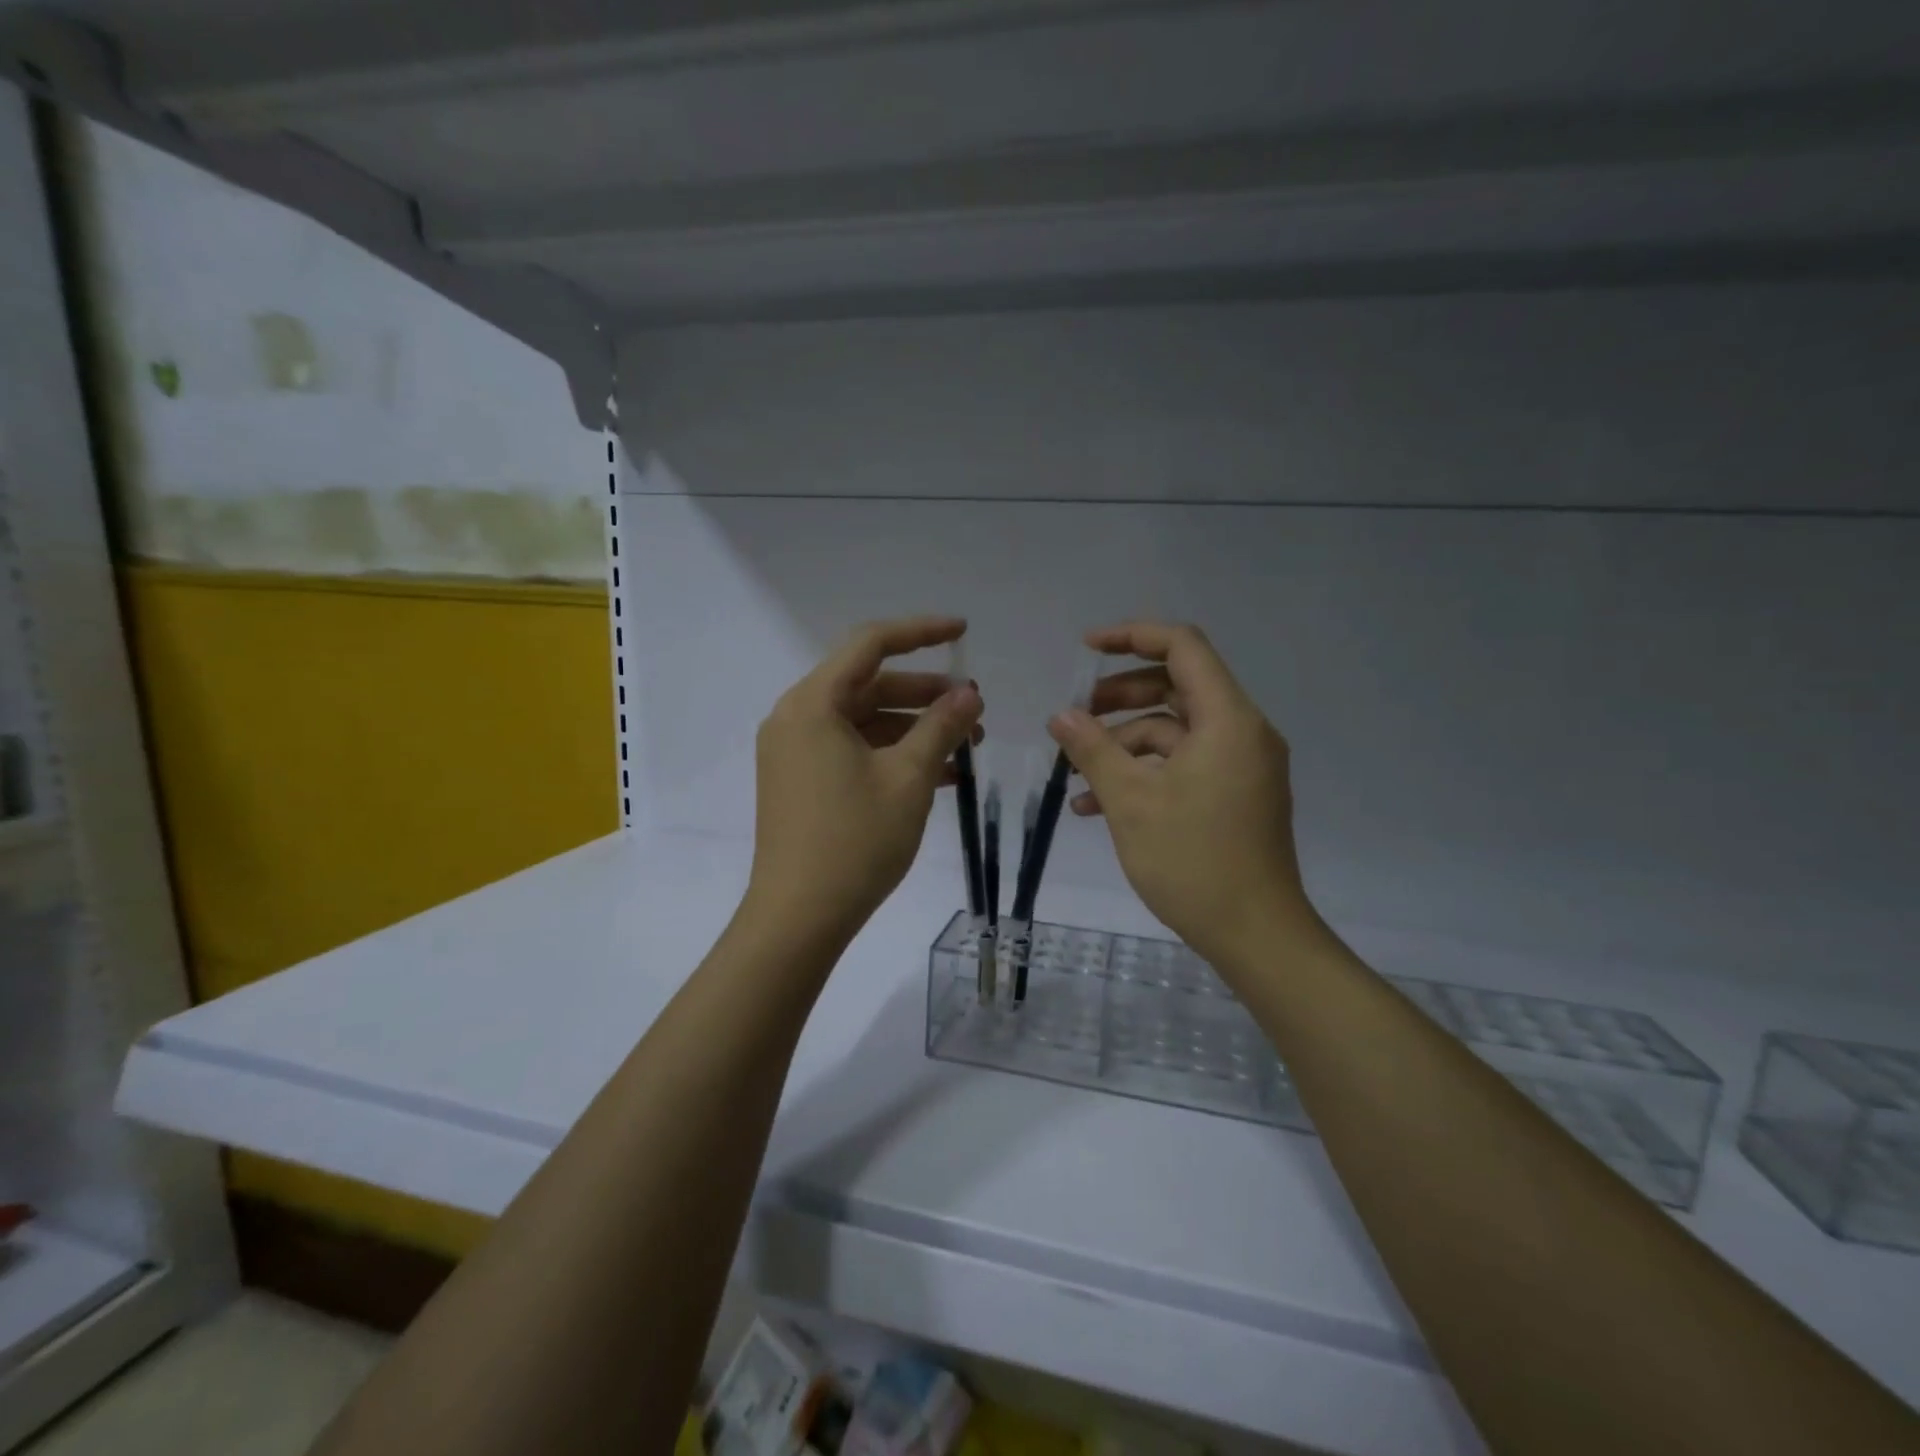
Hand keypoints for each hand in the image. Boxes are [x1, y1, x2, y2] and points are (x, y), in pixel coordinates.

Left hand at [747, 616, 983, 945]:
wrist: (799, 919)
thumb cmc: (855, 841)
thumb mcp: (909, 779)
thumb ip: (941, 726)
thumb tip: (969, 692)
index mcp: (813, 704)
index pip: (870, 644)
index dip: (920, 632)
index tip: (963, 632)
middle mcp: (796, 718)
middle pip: (868, 685)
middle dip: (925, 694)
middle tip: (974, 709)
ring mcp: (795, 752)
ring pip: (864, 721)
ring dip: (914, 728)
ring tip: (966, 746)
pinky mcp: (801, 782)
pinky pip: (853, 750)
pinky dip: (892, 754)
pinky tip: (940, 774)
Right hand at [1047, 622, 1316, 973]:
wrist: (1256, 935)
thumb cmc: (1194, 860)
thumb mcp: (1131, 800)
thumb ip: (1093, 750)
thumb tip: (1060, 716)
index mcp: (1228, 719)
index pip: (1183, 647)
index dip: (1132, 636)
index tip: (1086, 647)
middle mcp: (1242, 732)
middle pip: (1177, 687)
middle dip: (1120, 696)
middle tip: (1077, 716)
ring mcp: (1241, 766)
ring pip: (1175, 731)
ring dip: (1124, 744)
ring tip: (1076, 772)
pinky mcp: (1235, 795)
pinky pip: (1185, 765)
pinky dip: (1145, 773)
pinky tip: (1097, 804)